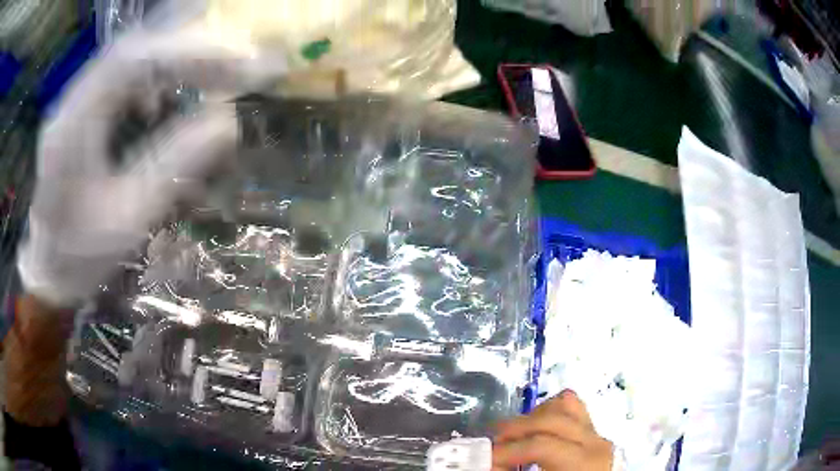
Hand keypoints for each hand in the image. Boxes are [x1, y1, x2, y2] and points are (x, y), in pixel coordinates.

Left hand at [17, 27, 287, 308]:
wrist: (50, 269)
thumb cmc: (83, 256)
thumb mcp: (130, 218)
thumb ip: (174, 166)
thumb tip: (227, 124)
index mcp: (73, 128)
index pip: (131, 62)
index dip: (186, 54)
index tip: (236, 66)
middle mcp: (70, 102)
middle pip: (133, 50)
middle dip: (186, 51)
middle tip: (234, 64)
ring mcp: (74, 102)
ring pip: (127, 57)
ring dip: (170, 60)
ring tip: (206, 77)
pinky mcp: (79, 109)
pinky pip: (118, 75)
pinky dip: (149, 77)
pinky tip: (159, 100)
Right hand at [493, 390, 614, 470]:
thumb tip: (489, 463)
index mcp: (584, 461)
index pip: (542, 445)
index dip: (508, 451)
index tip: (485, 457)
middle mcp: (594, 440)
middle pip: (550, 420)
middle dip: (515, 429)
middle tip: (492, 444)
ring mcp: (595, 432)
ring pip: (563, 405)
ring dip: (533, 417)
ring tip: (515, 435)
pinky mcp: (592, 430)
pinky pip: (571, 407)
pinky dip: (549, 412)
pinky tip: (536, 430)